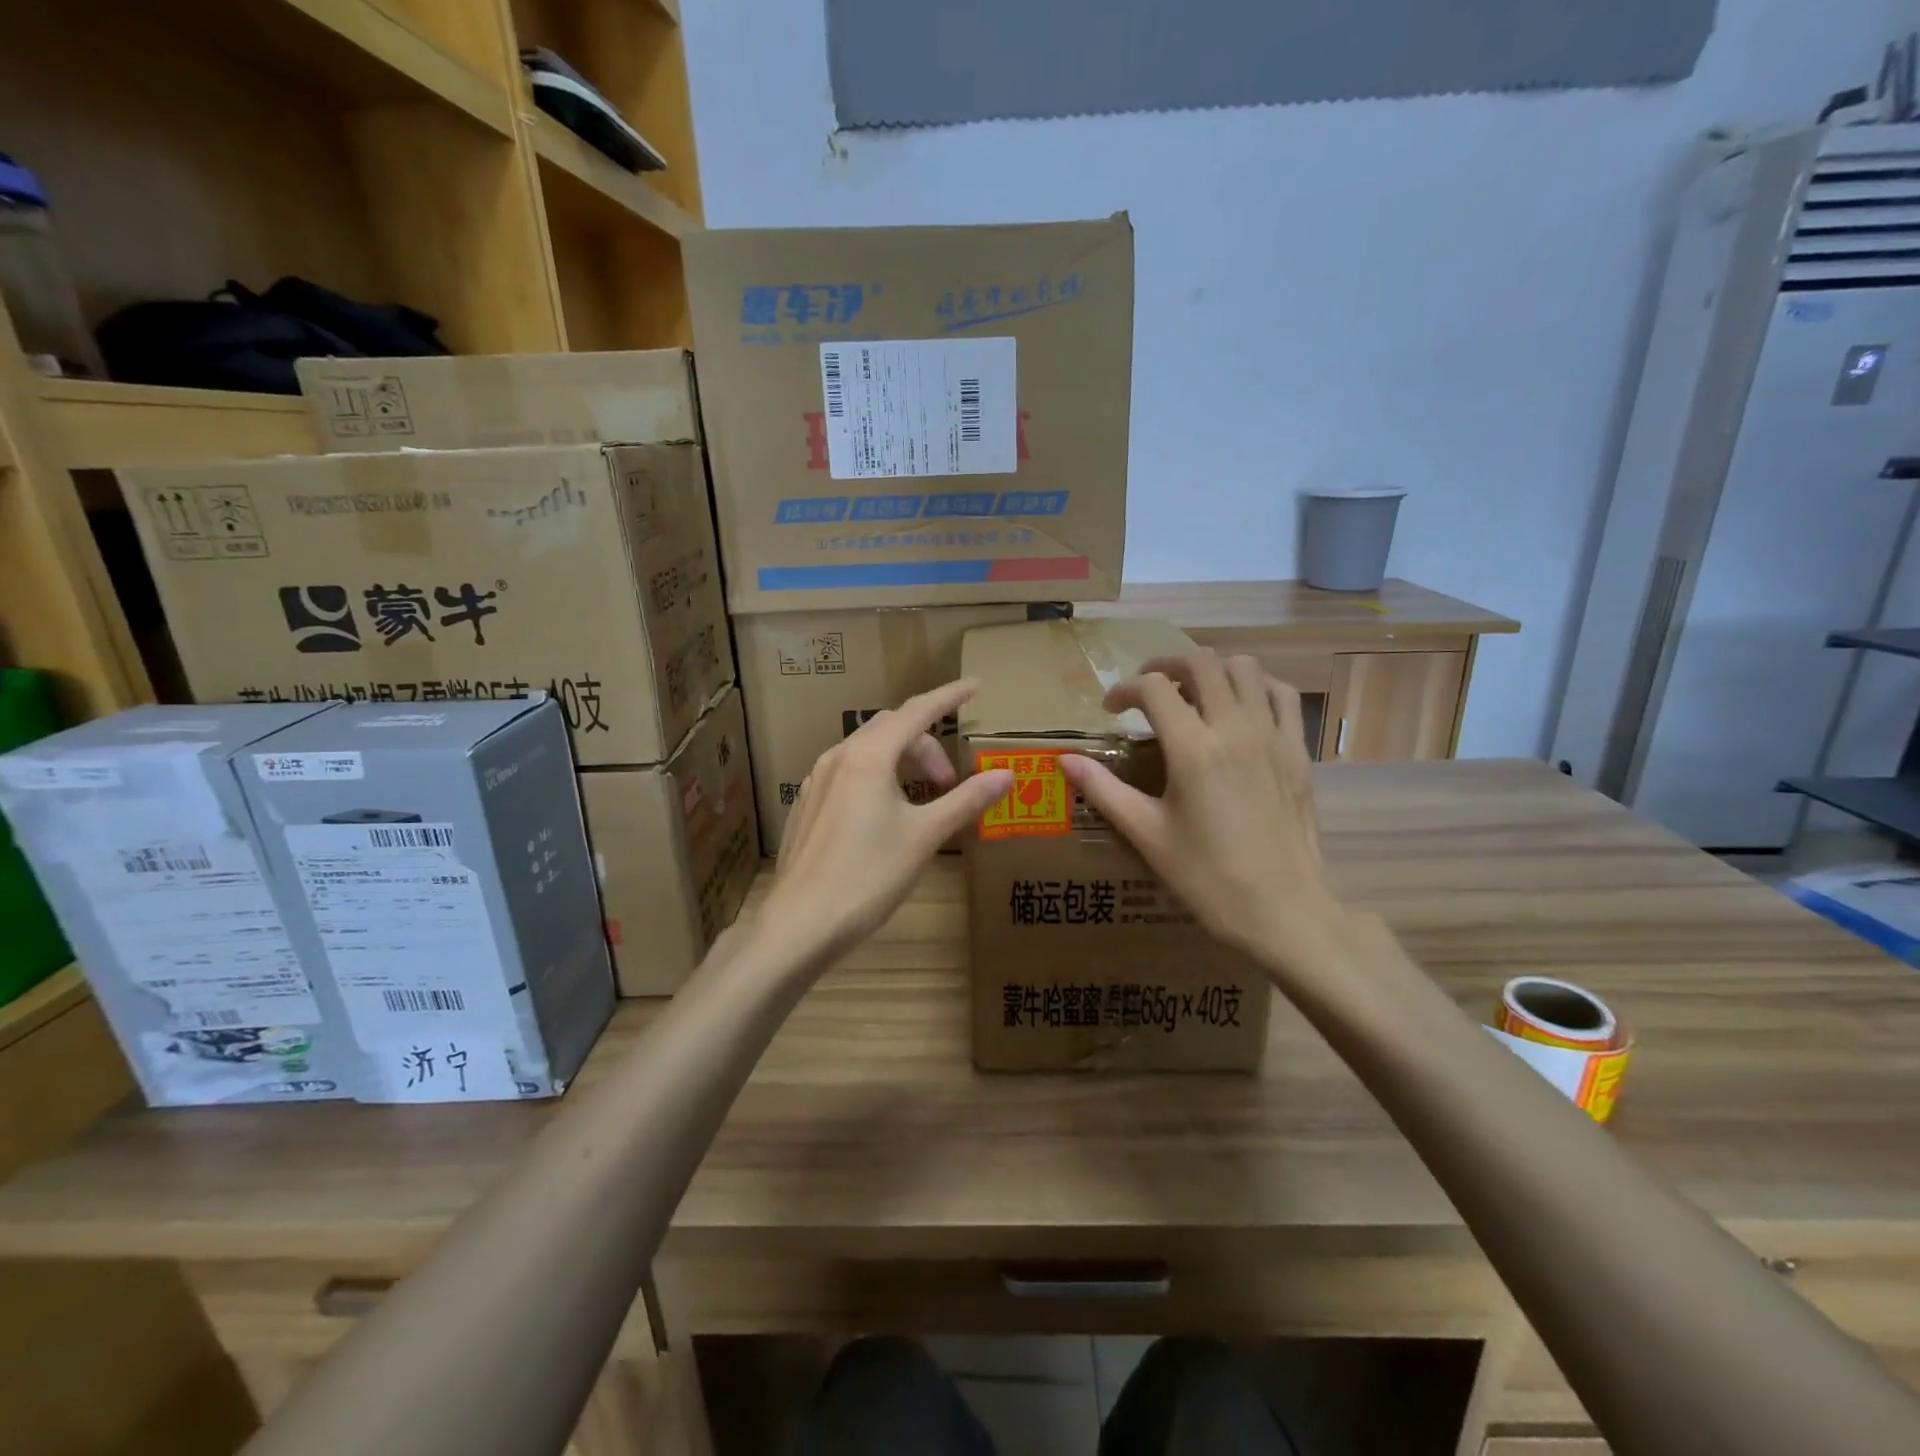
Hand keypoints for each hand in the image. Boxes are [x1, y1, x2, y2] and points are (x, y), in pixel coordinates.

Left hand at [759, 679, 1013, 965]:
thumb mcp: (925, 836)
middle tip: (951, 782)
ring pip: (868, 750)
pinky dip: (878, 777)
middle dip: (927, 745)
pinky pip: (849, 772)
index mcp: (868, 756)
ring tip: (923, 800)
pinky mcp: (808, 804)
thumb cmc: (868, 876)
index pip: (918, 711)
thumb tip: (1007, 775)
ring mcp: (817, 780)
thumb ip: (966, 800)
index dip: (949, 697)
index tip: (975, 686)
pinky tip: (886, 815)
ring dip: (902, 761)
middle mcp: (839, 757)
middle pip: (892, 729)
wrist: (801, 922)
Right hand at [1058, 653, 1347, 981]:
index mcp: (1193, 749)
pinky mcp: (1297, 751)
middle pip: (1201, 663)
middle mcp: (1235, 729)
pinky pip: (1282, 695)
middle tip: (1147, 689)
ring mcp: (1273, 736)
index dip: (1124, 690)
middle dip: (1166, 665)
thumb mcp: (1147, 834)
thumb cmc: (1207, 878)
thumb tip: (1064, 761)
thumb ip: (1104, 790)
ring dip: (1212, 670)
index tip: (1111, 710)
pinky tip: (1240, 708)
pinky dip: (1256, 686)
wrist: (1282, 911)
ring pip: (1245, 668)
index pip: (1154, 689)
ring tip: (1192, 694)